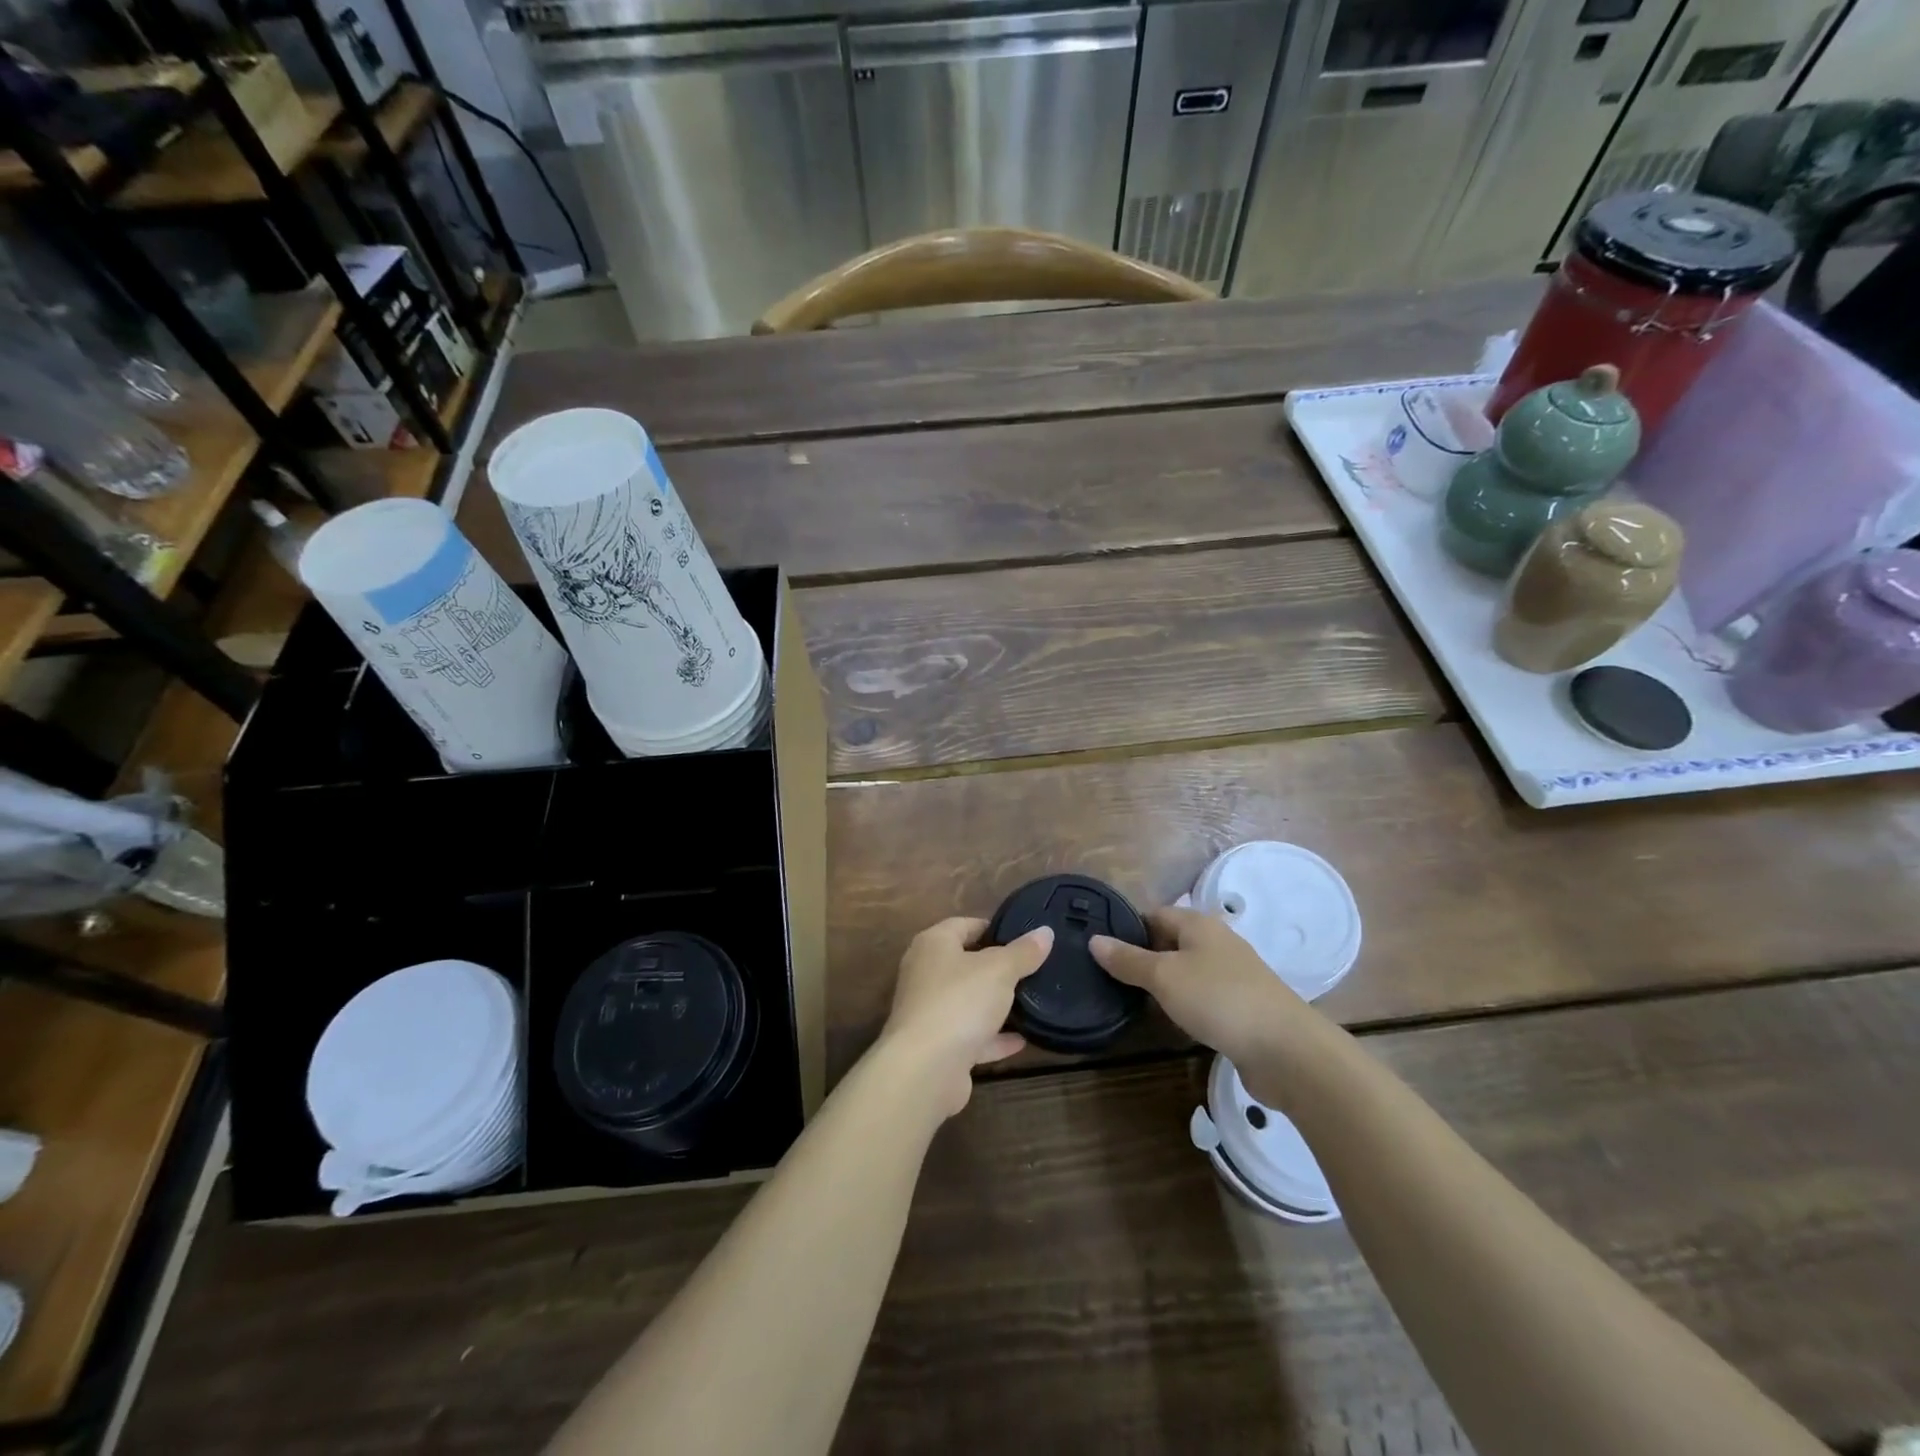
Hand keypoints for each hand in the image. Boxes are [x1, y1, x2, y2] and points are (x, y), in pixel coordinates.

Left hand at [877, 917, 1053, 1118]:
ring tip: (1030, 1002)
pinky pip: (970, 1036)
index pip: (963, 924)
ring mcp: (929, 1012)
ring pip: (967, 1002)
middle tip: (1032, 969)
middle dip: (996, 968)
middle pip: (965, 963)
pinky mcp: (937, 1047)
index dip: (993, 928)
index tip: (1023, 937)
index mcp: (933, 945)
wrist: (925, 1069)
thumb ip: (1023, 952)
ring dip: (995, 1005)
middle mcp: (925, 974)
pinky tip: (1022, 1040)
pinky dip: (993, 1038)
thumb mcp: (999, 970)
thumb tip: (1045, 932)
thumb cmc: (959, 1001)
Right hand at [1091, 906, 1319, 1107]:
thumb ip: (1128, 960)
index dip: (1127, 928)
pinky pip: (1203, 998)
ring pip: (1187, 972)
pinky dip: (1184, 1005)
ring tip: (1131, 1000)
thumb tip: (1094, 939)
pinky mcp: (1242, 1007)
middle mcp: (1217, 943)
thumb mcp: (1164, 976)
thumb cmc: (1219, 999)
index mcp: (1199, 924)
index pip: (1154, 914)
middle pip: (1171, 942)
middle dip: (1143, 957)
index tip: (1101, 949)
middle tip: (1109, 977)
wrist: (1286, 1050)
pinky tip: (1169, 1021)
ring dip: (1164, 984)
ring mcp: (1232, 976)